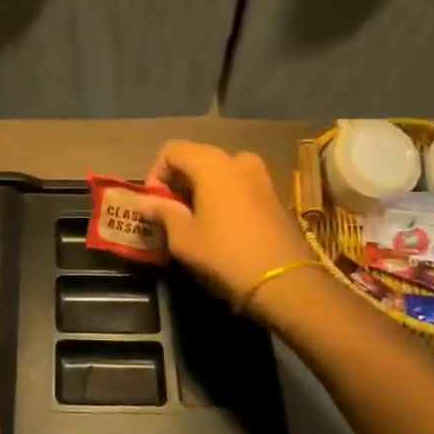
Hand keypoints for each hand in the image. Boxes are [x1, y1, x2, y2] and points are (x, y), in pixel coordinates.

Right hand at [132, 142, 314, 305]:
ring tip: (196, 217)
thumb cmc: (225, 254)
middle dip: (179, 180)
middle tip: (171, 211)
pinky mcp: (274, 195)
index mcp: (211, 163)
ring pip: (220, 170)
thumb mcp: (184, 238)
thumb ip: (163, 212)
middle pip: (197, 157)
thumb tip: (147, 203)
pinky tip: (222, 224)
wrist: (286, 282)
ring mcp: (260, 176)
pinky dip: (225, 195)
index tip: (154, 203)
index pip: (172, 151)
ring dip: (203, 187)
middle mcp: (236, 160)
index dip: (156, 173)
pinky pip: (240, 184)